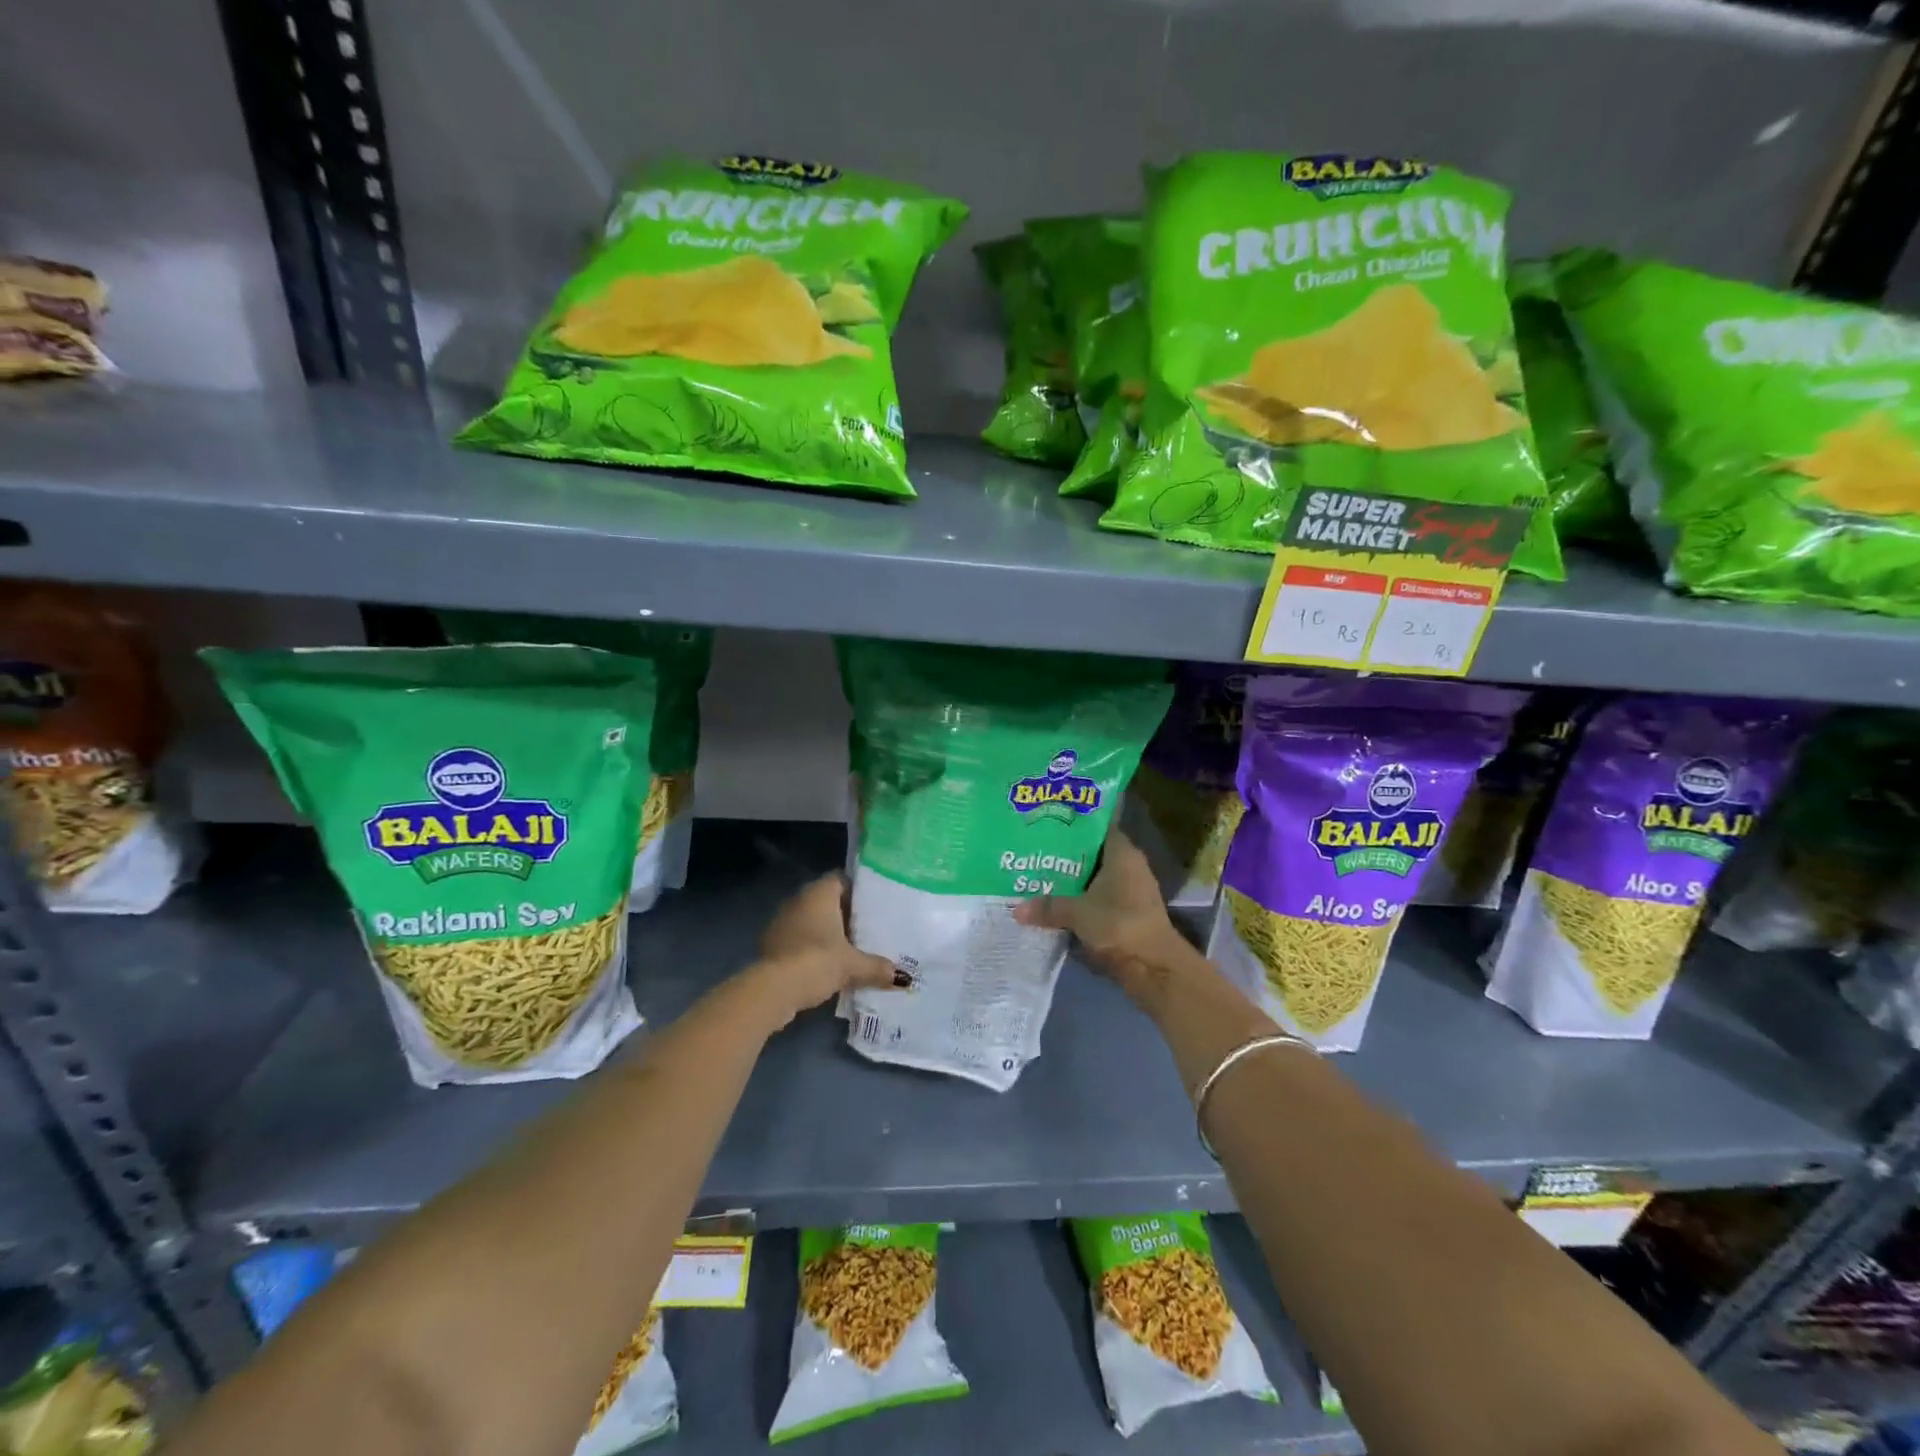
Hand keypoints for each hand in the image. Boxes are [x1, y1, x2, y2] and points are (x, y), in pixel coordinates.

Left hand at [747, 872, 902, 1028]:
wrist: (773, 989)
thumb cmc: (817, 961)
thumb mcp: (853, 965)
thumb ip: (876, 967)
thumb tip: (901, 977)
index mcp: (819, 893)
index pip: (841, 879)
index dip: (857, 890)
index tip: (874, 905)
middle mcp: (799, 900)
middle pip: (827, 901)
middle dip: (845, 915)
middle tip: (868, 929)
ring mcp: (781, 921)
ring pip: (811, 921)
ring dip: (827, 933)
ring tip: (850, 949)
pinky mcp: (772, 944)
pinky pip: (799, 938)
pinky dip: (812, 948)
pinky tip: (826, 965)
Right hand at [1011, 829, 1182, 973]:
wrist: (1153, 967)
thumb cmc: (1118, 924)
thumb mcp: (1077, 913)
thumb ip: (1047, 907)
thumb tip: (1016, 910)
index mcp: (1122, 853)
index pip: (1097, 827)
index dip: (1074, 824)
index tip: (1048, 823)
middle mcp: (1130, 866)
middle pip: (1094, 853)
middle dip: (1067, 855)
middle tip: (1036, 851)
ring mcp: (1132, 891)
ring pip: (1096, 877)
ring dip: (1074, 881)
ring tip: (1040, 877)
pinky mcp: (1130, 913)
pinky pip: (1100, 898)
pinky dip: (1082, 900)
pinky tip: (1058, 903)